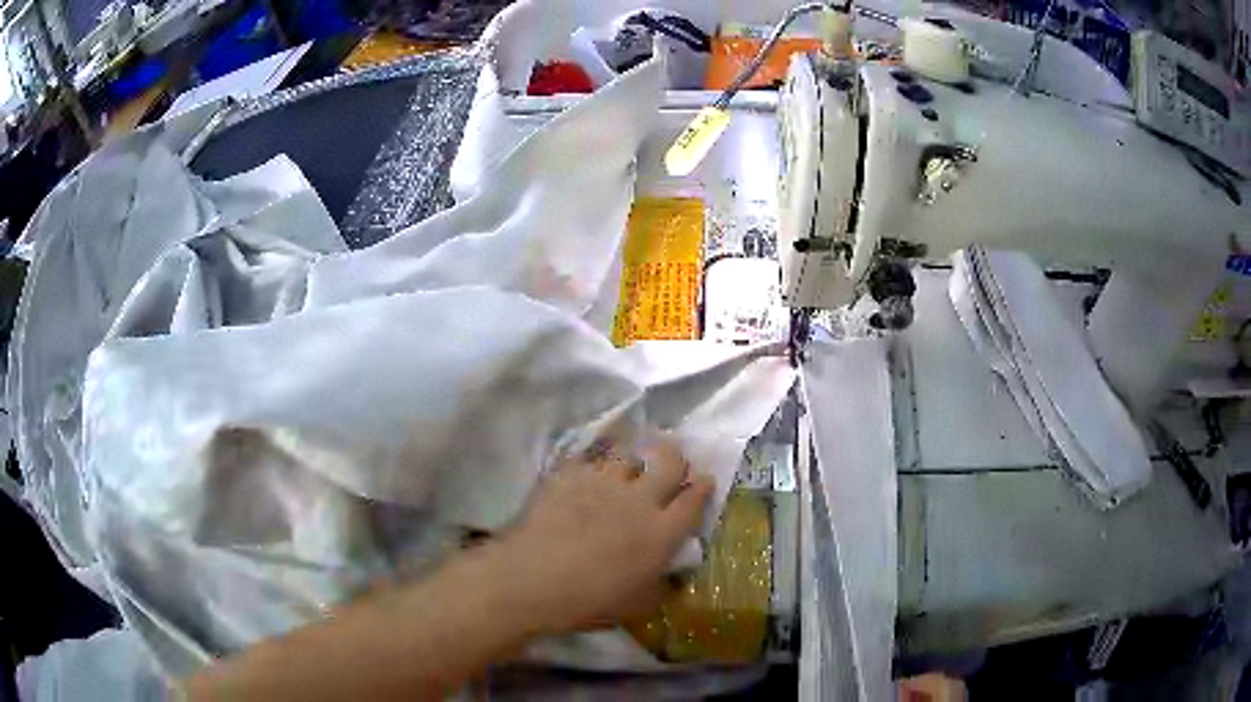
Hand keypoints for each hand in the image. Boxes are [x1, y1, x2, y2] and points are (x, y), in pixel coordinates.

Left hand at [490, 433, 714, 634]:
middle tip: (673, 455)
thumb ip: (659, 584)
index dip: (703, 487)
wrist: (534, 578)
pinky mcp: (570, 475)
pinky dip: (592, 466)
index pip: (693, 500)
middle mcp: (639, 499)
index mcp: (661, 533)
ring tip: (624, 468)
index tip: (705, 479)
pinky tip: (586, 474)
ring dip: (631, 461)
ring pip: (627, 455)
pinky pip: (588, 461)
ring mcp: (603, 482)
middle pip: (669, 462)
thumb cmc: (590, 601)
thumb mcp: (637, 604)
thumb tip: (668, 574)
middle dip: (675, 456)